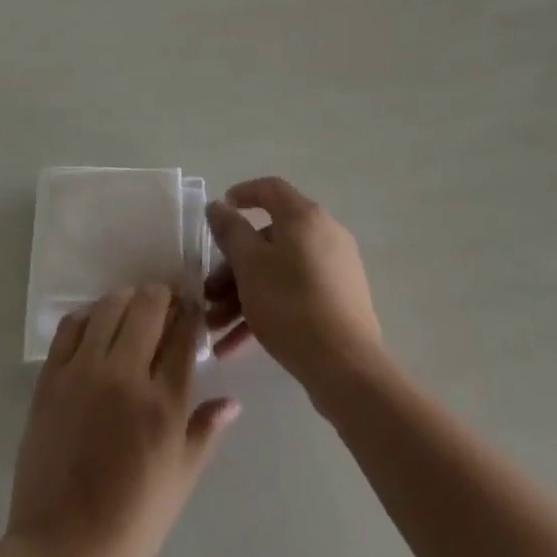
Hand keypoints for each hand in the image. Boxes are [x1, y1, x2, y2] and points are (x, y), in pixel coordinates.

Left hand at [6, 285, 239, 556]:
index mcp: (163, 404)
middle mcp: (126, 376)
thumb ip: (205, 432)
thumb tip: (232, 402)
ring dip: (127, 301)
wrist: (61, 551)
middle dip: (162, 297)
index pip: (183, 333)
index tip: (192, 307)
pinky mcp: (51, 378)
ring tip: (131, 315)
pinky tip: (95, 330)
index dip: (191, 312)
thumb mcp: (180, 482)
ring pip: (110, 305)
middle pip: (148, 305)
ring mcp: (84, 372)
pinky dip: (88, 318)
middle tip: (163, 308)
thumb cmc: (130, 524)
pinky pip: (71, 326)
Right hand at [203, 178, 383, 392]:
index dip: (242, 195)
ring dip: (243, 295)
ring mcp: (335, 269)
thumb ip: (230, 231)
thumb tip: (219, 205)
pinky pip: (294, 294)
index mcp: (304, 217)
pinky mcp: (339, 301)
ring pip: (278, 271)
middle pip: (269, 239)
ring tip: (215, 329)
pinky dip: (265, 311)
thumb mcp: (249, 265)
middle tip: (209, 294)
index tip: (218, 214)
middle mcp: (324, 235)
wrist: (346, 367)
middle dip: (232, 267)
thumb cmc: (291, 305)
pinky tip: (235, 347)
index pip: (270, 189)